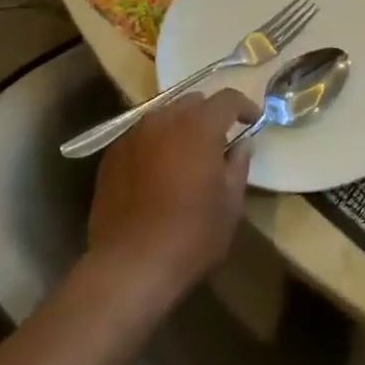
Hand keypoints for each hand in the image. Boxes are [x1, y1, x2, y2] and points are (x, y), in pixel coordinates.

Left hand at [87, 89, 253, 296]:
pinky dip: (156, 144)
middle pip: (192, 102)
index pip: (227, 99)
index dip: (244, 106)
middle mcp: (163, 119)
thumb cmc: (190, 235)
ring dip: (180, 128)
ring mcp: (133, 135)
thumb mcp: (230, 205)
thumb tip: (242, 145)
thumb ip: (238, 166)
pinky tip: (158, 172)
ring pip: (164, 117)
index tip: (253, 121)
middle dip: (209, 115)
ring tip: (187, 156)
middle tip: (220, 141)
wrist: (129, 265)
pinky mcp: (112, 155)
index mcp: (198, 126)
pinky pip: (141, 137)